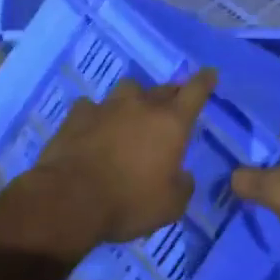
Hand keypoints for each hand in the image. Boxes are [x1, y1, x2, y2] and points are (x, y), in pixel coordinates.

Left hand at [20, 70, 217, 250]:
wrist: (70, 199)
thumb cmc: (129, 202)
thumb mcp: (170, 206)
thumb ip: (183, 185)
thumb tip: (182, 175)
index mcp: (171, 123)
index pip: (195, 91)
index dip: (205, 81)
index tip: (210, 73)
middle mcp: (141, 105)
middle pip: (163, 89)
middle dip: (171, 95)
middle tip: (171, 108)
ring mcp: (107, 106)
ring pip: (128, 90)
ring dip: (134, 99)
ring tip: (131, 114)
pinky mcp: (78, 114)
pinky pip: (93, 106)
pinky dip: (98, 114)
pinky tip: (94, 127)